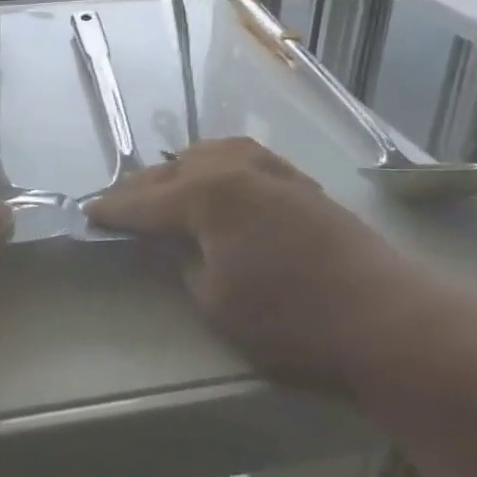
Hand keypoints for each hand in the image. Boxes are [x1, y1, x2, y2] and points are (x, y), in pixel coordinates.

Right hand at [87, 138, 444, 392]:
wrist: (389, 321)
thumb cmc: (292, 320)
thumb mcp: (216, 303)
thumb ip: (184, 264)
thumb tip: (176, 247)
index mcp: (206, 194)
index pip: (143, 201)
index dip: (112, 210)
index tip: (87, 214)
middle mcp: (235, 168)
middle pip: (172, 171)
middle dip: (141, 188)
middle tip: (116, 205)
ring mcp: (272, 169)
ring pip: (208, 155)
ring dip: (178, 172)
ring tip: (163, 189)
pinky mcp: (300, 182)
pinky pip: (240, 161)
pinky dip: (215, 169)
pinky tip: (219, 184)